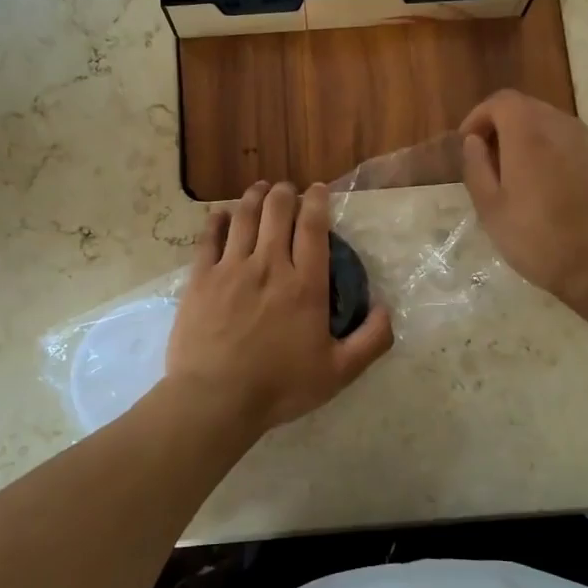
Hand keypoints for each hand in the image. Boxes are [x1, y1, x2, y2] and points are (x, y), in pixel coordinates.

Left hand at [164, 181, 393, 438]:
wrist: (215, 399)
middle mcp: (269, 265)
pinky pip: (209, 237)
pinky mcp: (201, 278)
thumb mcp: (339, 372)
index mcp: (305, 285)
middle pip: (277, 212)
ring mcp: (231, 268)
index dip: (317, 201)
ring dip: (254, 197)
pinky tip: (222, 213)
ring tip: (259, 188)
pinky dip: (218, 219)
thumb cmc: (280, 387)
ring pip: (244, 217)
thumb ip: (371, 340)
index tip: (318, 189)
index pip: (313, 227)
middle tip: (287, 189)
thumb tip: (386, 307)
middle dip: (284, 193)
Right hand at [460, 90, 587, 318]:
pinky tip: (547, 187)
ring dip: (527, 139)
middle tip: (488, 164)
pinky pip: (570, 142)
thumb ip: (477, 168)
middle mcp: (561, 125)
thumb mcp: (491, 209)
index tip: (468, 146)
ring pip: (549, 124)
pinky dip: (551, 151)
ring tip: (516, 177)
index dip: (478, 117)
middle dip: (501, 128)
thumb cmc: (539, 239)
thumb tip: (474, 141)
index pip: (500, 101)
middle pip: (525, 108)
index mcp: (528, 132)